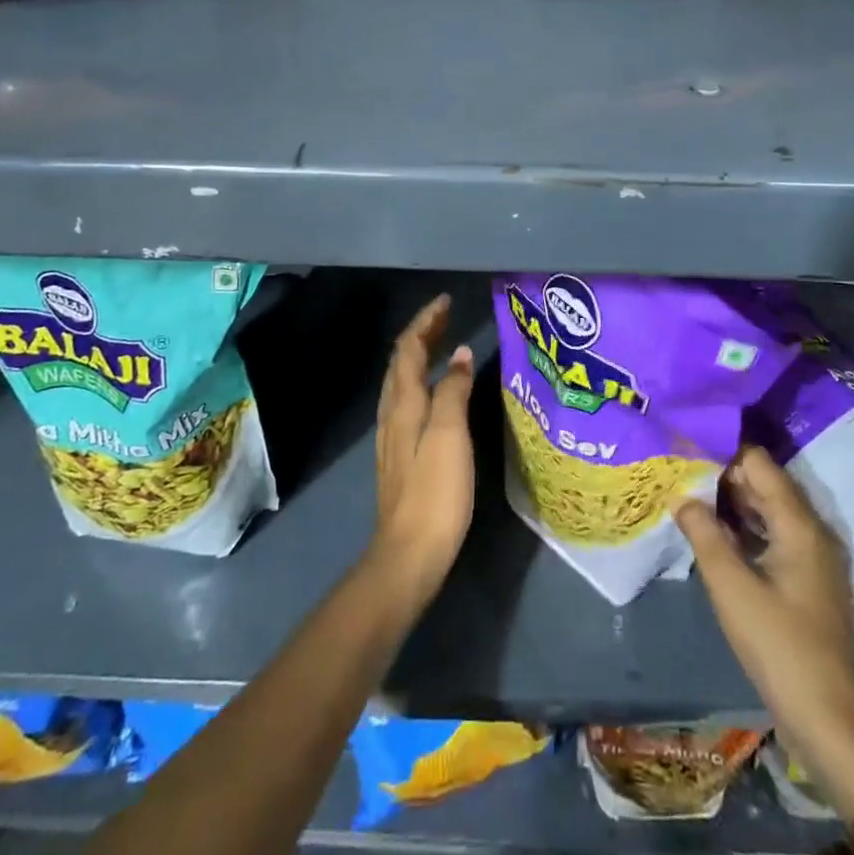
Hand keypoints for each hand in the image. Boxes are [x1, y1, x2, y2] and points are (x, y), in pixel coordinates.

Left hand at [369, 293, 476, 608]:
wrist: (409, 553)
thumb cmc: (435, 490)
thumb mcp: (450, 434)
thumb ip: (453, 390)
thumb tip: (460, 354)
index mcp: (404, 403)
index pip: (409, 349)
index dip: (426, 322)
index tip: (446, 301)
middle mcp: (393, 413)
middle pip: (402, 362)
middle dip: (422, 334)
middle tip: (447, 315)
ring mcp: (393, 435)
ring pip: (402, 381)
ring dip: (420, 356)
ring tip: (443, 343)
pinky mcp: (400, 454)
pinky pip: (407, 400)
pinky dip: (421, 380)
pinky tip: (436, 391)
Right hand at [676, 447, 853, 756]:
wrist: (827, 719)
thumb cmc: (778, 645)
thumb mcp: (731, 587)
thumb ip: (704, 533)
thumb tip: (681, 495)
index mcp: (799, 524)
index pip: (759, 463)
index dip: (722, 452)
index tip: (686, 450)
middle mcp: (812, 531)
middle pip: (765, 484)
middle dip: (723, 476)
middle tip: (680, 472)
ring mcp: (813, 557)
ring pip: (769, 510)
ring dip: (732, 503)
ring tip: (690, 496)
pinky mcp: (808, 580)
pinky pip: (774, 535)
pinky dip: (746, 528)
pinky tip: (715, 534)